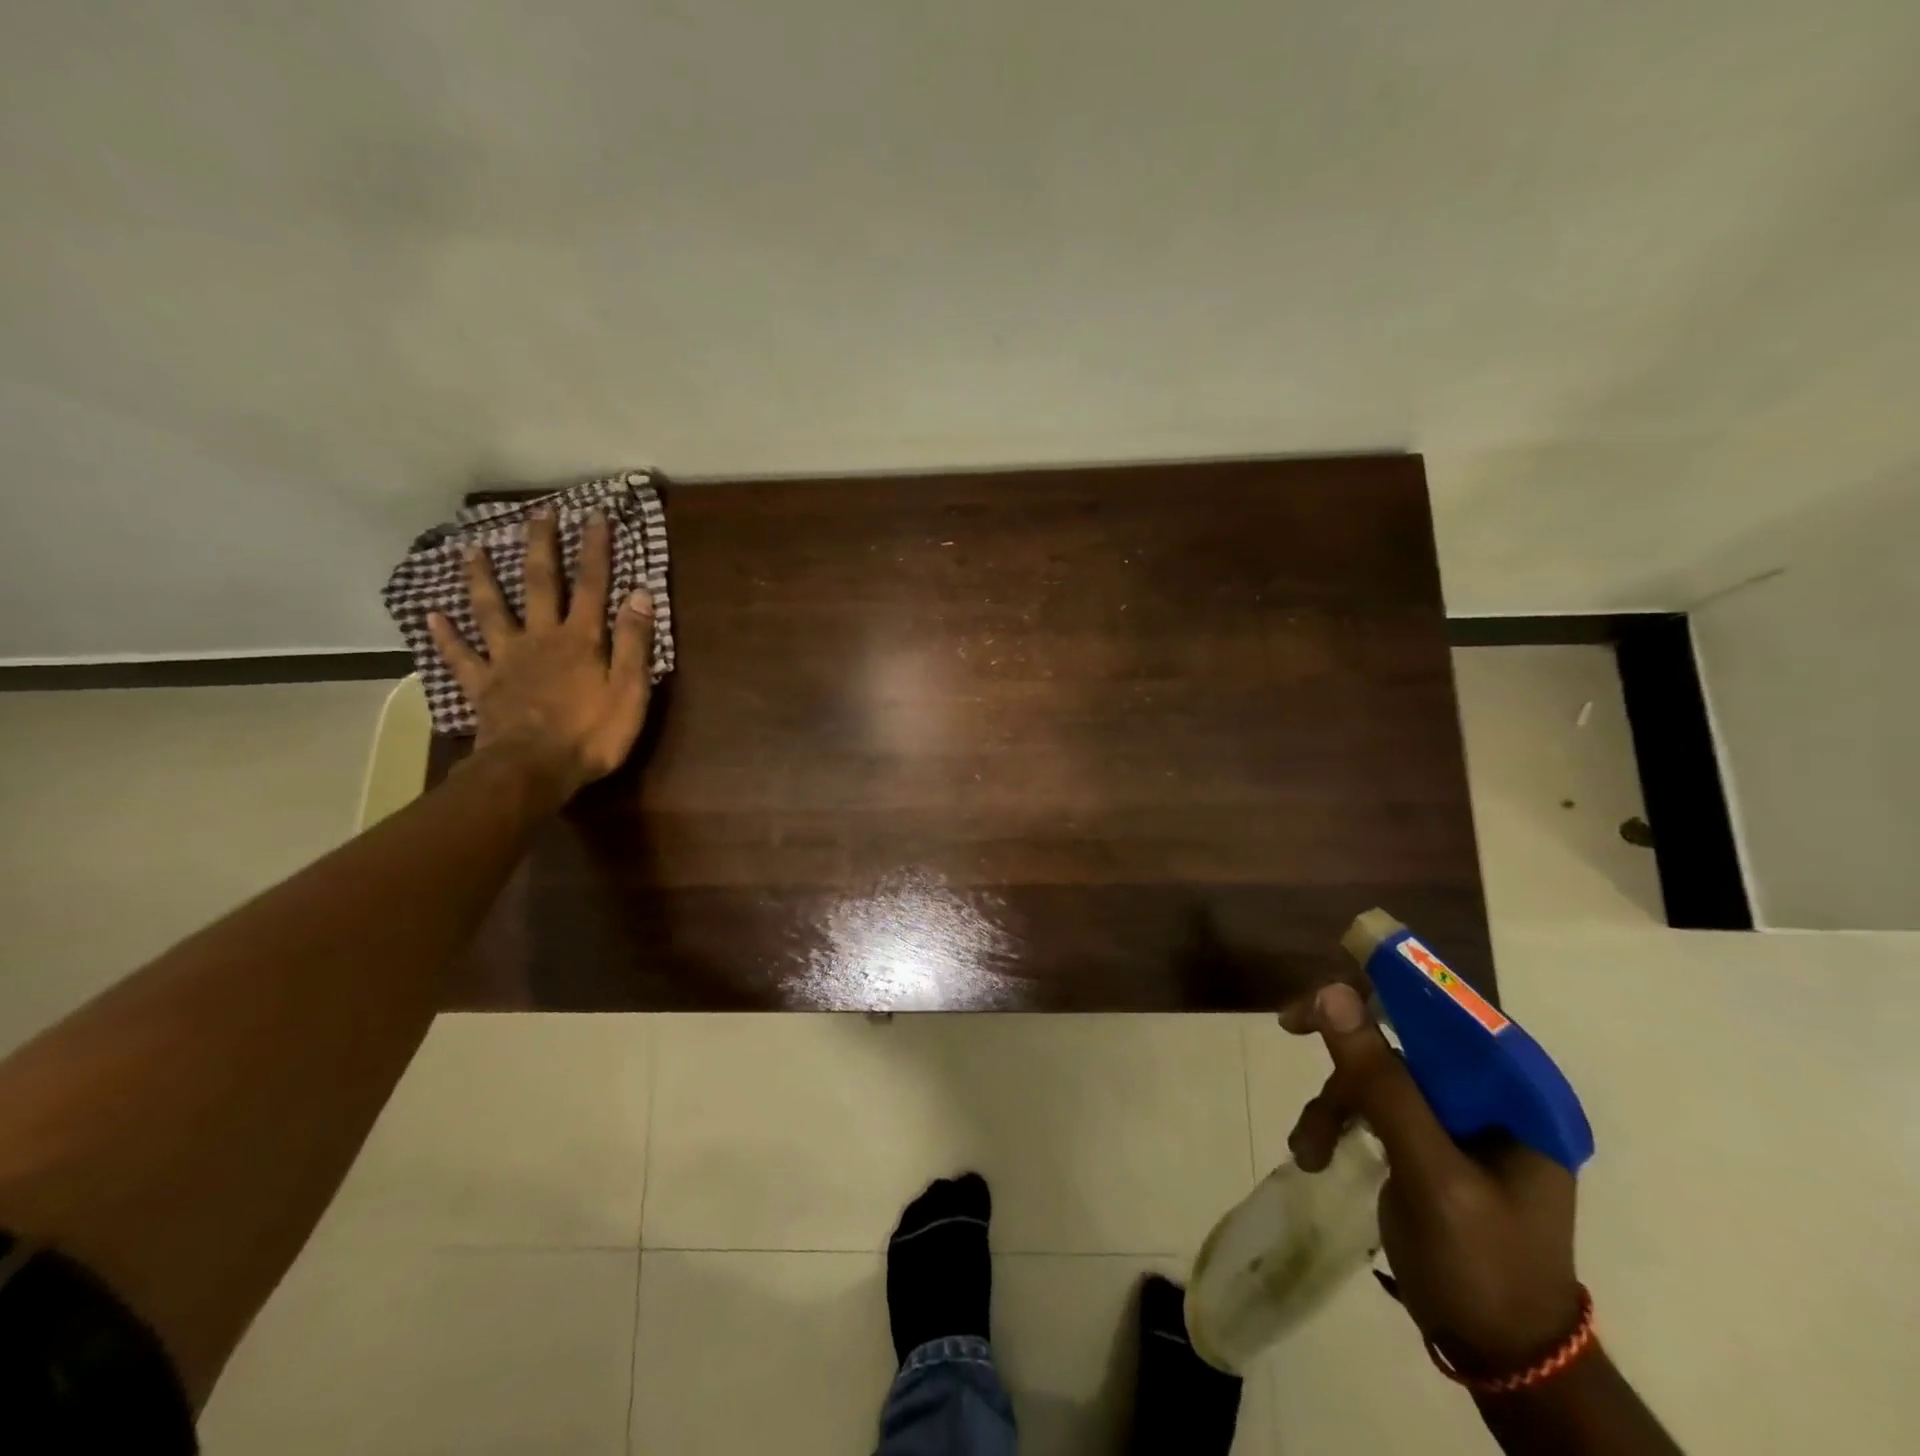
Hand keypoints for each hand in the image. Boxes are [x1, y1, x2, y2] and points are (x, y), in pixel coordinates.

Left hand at [427, 509, 655, 801]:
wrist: (534, 769)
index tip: (596, 516)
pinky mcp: (483, 685)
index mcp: (581, 639)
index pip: (592, 585)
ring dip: (482, 578)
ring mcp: (506, 659)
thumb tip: (640, 594)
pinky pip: (460, 656)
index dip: (595, 550)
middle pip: (539, 584)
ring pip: (491, 610)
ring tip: (471, 549)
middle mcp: (541, 638)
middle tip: (539, 513)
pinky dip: (445, 635)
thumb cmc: (592, 733)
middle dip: (541, 546)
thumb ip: (635, 643)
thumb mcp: (630, 690)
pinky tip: (431, 615)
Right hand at [1280, 982, 1582, 1374]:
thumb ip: (1383, 1082)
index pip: (1448, 1007)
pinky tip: (1314, 1154)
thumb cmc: (1483, 1265)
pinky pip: (1371, 1104)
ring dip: (1333, 1100)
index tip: (1326, 984)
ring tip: (1309, 1148)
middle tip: (1288, 1023)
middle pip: (1404, 1030)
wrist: (1503, 1360)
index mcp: (1514, 1091)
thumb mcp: (1430, 1173)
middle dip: (1344, 1040)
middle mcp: (1487, 1092)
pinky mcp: (1425, 1140)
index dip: (1385, 982)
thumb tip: (1332, 991)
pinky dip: (1336, 1122)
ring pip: (1376, 1070)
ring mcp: (1454, 1117)